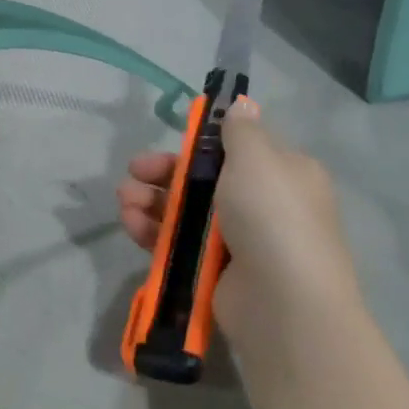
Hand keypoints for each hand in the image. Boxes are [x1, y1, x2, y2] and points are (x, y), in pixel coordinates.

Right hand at [117, 98, 364, 365]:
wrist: (283, 302)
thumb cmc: (271, 216)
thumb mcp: (257, 159)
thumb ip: (240, 131)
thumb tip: (242, 106)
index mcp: (282, 173)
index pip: (237, 150)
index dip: (201, 143)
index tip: (173, 139)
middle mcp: (263, 205)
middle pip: (203, 180)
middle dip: (165, 173)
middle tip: (135, 171)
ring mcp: (237, 241)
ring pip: (185, 213)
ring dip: (151, 202)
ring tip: (124, 201)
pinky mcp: (213, 271)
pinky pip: (177, 244)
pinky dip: (152, 232)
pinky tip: (131, 223)